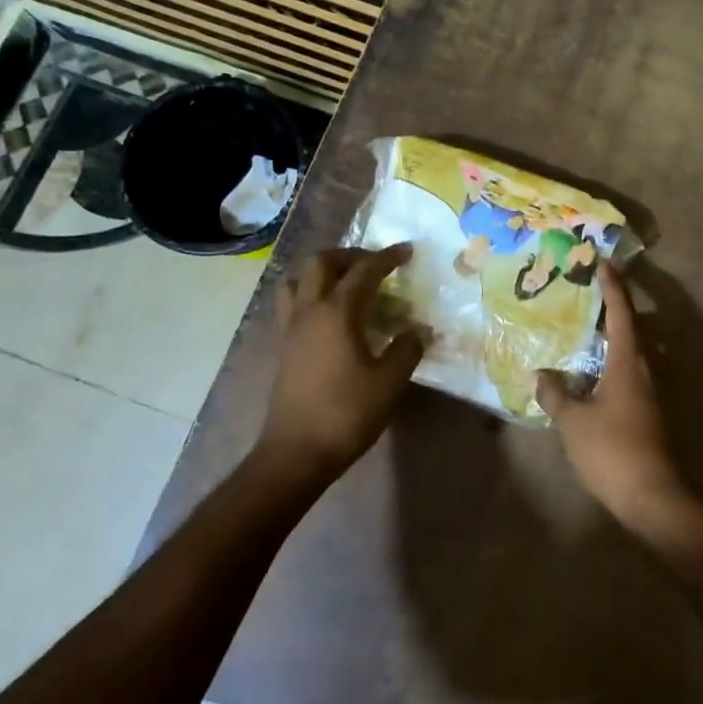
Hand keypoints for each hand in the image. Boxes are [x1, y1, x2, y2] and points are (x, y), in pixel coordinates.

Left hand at [255, 245, 425, 480]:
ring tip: (347, 284)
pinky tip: (332, 317)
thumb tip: (419, 329)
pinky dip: (311, 295)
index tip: (407, 250)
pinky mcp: (283, 347)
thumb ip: (407, 349)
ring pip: (297, 280)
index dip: (387, 257)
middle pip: (320, 263)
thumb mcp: (389, 382)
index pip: (363, 271)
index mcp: (336, 312)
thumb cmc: (346, 413)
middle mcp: (308, 311)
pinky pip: (292, 304)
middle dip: (349, 256)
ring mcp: (290, 329)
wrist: (296, 452)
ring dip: (322, 273)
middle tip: (374, 265)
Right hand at [536, 263, 689, 530]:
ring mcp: (650, 391)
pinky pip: (630, 372)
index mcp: (628, 362)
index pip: (621, 312)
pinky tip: (592, 373)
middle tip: (588, 294)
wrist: (652, 496)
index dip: (612, 286)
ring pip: (633, 351)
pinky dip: (613, 361)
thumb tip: (538, 375)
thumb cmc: (612, 450)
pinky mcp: (650, 411)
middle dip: (614, 307)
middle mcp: (645, 369)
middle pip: (633, 327)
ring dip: (614, 336)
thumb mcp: (574, 421)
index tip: (603, 262)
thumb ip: (555, 394)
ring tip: (585, 330)